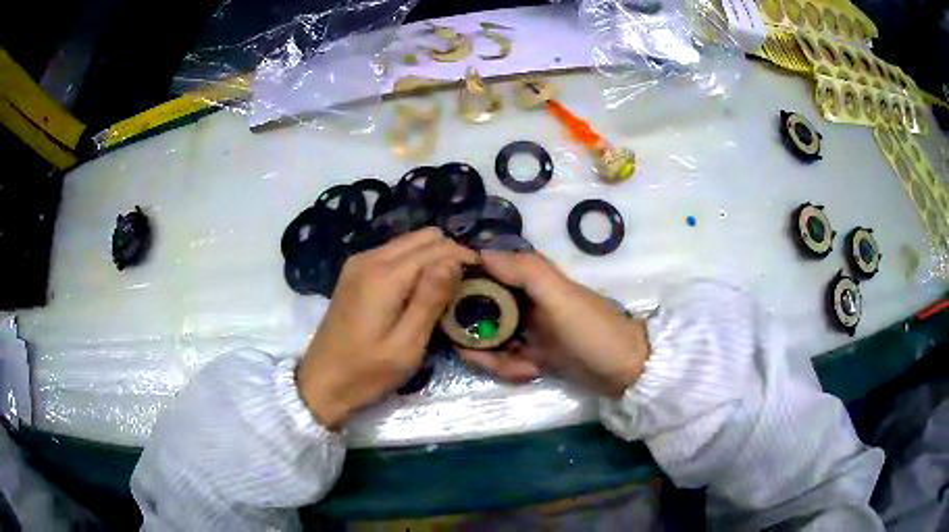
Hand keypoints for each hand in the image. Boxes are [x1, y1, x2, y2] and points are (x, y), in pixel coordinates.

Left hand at [296, 228, 477, 428]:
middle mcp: (371, 258)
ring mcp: (359, 263)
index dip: (465, 258)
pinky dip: (414, 264)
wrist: (321, 382)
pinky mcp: (354, 272)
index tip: (484, 278)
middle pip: (424, 237)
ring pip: (409, 242)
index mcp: (385, 275)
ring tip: (446, 289)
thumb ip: (430, 299)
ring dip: (432, 258)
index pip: (437, 248)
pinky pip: (394, 254)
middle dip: (449, 254)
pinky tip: (419, 290)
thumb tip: (454, 261)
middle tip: (465, 286)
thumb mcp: (406, 346)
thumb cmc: (366, 372)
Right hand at [459, 251, 647, 397]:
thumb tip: (480, 252)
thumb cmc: (593, 330)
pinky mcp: (534, 353)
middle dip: (475, 334)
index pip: (487, 271)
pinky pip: (506, 358)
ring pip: (491, 338)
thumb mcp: (561, 297)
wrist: (626, 370)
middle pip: (481, 310)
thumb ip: (525, 271)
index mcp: (532, 281)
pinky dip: (509, 369)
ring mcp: (529, 329)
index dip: (463, 281)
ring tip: (519, 369)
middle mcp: (526, 300)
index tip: (443, 299)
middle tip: (471, 349)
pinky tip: (528, 373)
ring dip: (494, 358)